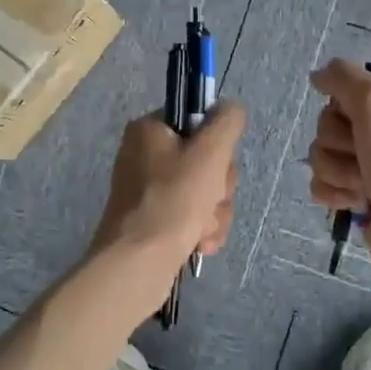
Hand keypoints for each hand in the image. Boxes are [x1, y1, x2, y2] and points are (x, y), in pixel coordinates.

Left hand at [91, 101, 245, 262]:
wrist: (139, 261)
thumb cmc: (174, 198)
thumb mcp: (210, 150)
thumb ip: (227, 121)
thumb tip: (231, 107)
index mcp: (149, 130)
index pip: (197, 121)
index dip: (216, 143)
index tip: (217, 161)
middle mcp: (144, 155)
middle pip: (205, 159)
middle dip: (218, 185)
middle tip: (211, 197)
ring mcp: (148, 190)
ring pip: (204, 190)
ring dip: (215, 211)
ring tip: (203, 227)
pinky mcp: (153, 220)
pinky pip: (192, 215)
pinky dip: (201, 229)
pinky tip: (199, 242)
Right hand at [305, 58, 370, 277]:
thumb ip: (344, 78)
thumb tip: (318, 74)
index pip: (350, 88)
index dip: (345, 103)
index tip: (357, 115)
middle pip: (329, 121)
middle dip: (339, 142)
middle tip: (364, 155)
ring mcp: (369, 165)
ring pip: (321, 153)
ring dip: (338, 170)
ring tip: (364, 185)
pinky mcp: (355, 194)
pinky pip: (321, 182)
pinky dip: (334, 192)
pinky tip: (354, 202)